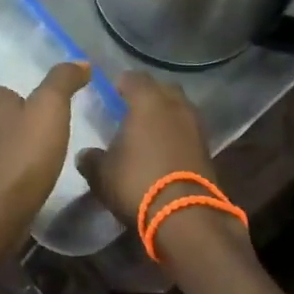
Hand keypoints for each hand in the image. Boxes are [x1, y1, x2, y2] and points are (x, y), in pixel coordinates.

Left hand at [0, 62, 90, 236]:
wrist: (0, 209)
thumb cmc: (26, 153)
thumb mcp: (51, 107)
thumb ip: (63, 81)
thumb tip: (80, 62)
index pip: (0, 93)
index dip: (18, 96)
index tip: (41, 104)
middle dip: (18, 122)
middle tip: (47, 129)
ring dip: (17, 148)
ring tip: (44, 155)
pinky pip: (2, 173)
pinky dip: (16, 172)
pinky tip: (34, 180)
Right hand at [74, 73, 225, 224]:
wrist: (185, 215)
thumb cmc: (137, 183)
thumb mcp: (102, 174)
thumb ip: (91, 159)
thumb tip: (86, 155)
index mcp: (147, 101)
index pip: (133, 78)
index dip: (121, 84)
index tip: (111, 94)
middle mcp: (175, 105)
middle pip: (162, 88)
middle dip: (148, 95)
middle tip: (131, 110)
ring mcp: (195, 125)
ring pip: (179, 108)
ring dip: (166, 114)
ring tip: (149, 131)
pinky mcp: (207, 147)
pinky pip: (188, 129)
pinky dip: (177, 134)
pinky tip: (165, 149)